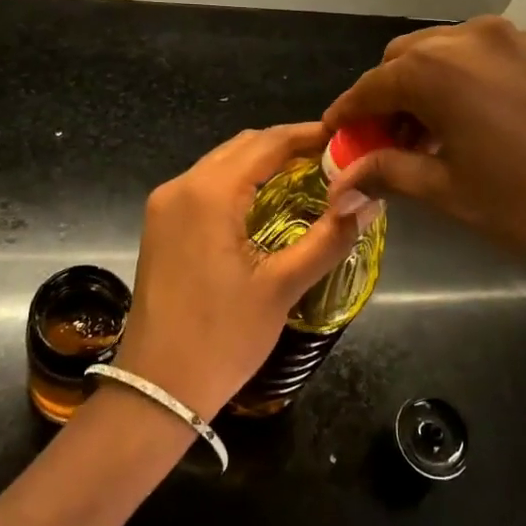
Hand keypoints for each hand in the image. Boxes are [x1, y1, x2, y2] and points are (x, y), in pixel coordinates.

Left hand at [113, 124, 366, 419]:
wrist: (155, 389)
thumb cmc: (222, 338)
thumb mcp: (282, 287)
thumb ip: (328, 237)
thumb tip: (370, 200)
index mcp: (209, 192)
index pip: (268, 143)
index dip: (310, 136)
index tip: (346, 139)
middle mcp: (181, 186)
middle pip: (243, 147)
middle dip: (288, 147)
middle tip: (333, 161)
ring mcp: (165, 205)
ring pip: (222, 164)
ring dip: (263, 163)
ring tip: (308, 178)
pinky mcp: (161, 225)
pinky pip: (206, 186)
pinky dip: (240, 183)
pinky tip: (267, 203)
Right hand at [323, 17, 525, 328]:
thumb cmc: (525, 206)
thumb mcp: (445, 191)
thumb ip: (385, 172)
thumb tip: (339, 181)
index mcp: (436, 70)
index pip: (371, 86)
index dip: (347, 114)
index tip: (333, 139)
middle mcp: (467, 38)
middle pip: (402, 60)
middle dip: (384, 99)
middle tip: (382, 146)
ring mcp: (507, 38)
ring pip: (439, 53)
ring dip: (419, 87)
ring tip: (423, 139)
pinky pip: (475, 56)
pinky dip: (455, 81)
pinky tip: (462, 123)